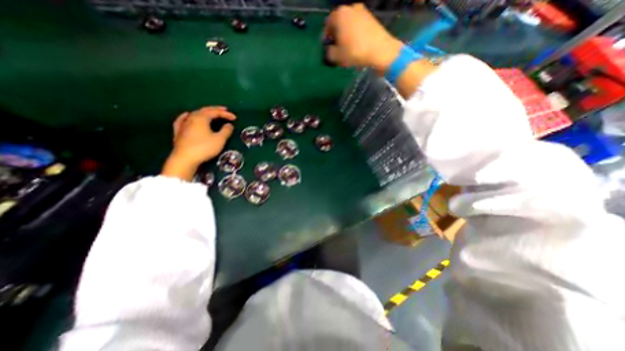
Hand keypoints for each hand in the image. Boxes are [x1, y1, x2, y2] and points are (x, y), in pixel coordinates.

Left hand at [162, 107, 234, 179]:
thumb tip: (229, 125)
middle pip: (204, 110)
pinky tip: (187, 115)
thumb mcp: (219, 140)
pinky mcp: (178, 131)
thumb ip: (226, 131)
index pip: (215, 112)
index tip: (235, 118)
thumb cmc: (204, 148)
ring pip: (195, 114)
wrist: (185, 159)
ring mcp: (183, 124)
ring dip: (205, 113)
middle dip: (215, 110)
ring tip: (211, 114)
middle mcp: (191, 118)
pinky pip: (183, 119)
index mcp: (201, 118)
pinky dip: (188, 116)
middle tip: (224, 110)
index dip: (225, 114)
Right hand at [325, 2, 401, 73]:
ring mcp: (362, 11)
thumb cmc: (355, 52)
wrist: (380, 51)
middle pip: (338, 24)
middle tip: (336, 50)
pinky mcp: (371, 18)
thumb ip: (328, 53)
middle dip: (336, 36)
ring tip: (347, 50)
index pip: (327, 26)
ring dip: (345, 36)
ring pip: (348, 25)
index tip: (327, 50)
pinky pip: (358, 27)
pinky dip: (355, 35)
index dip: (326, 39)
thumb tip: (329, 50)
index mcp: (339, 14)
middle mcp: (350, 8)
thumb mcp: (336, 56)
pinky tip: (356, 46)